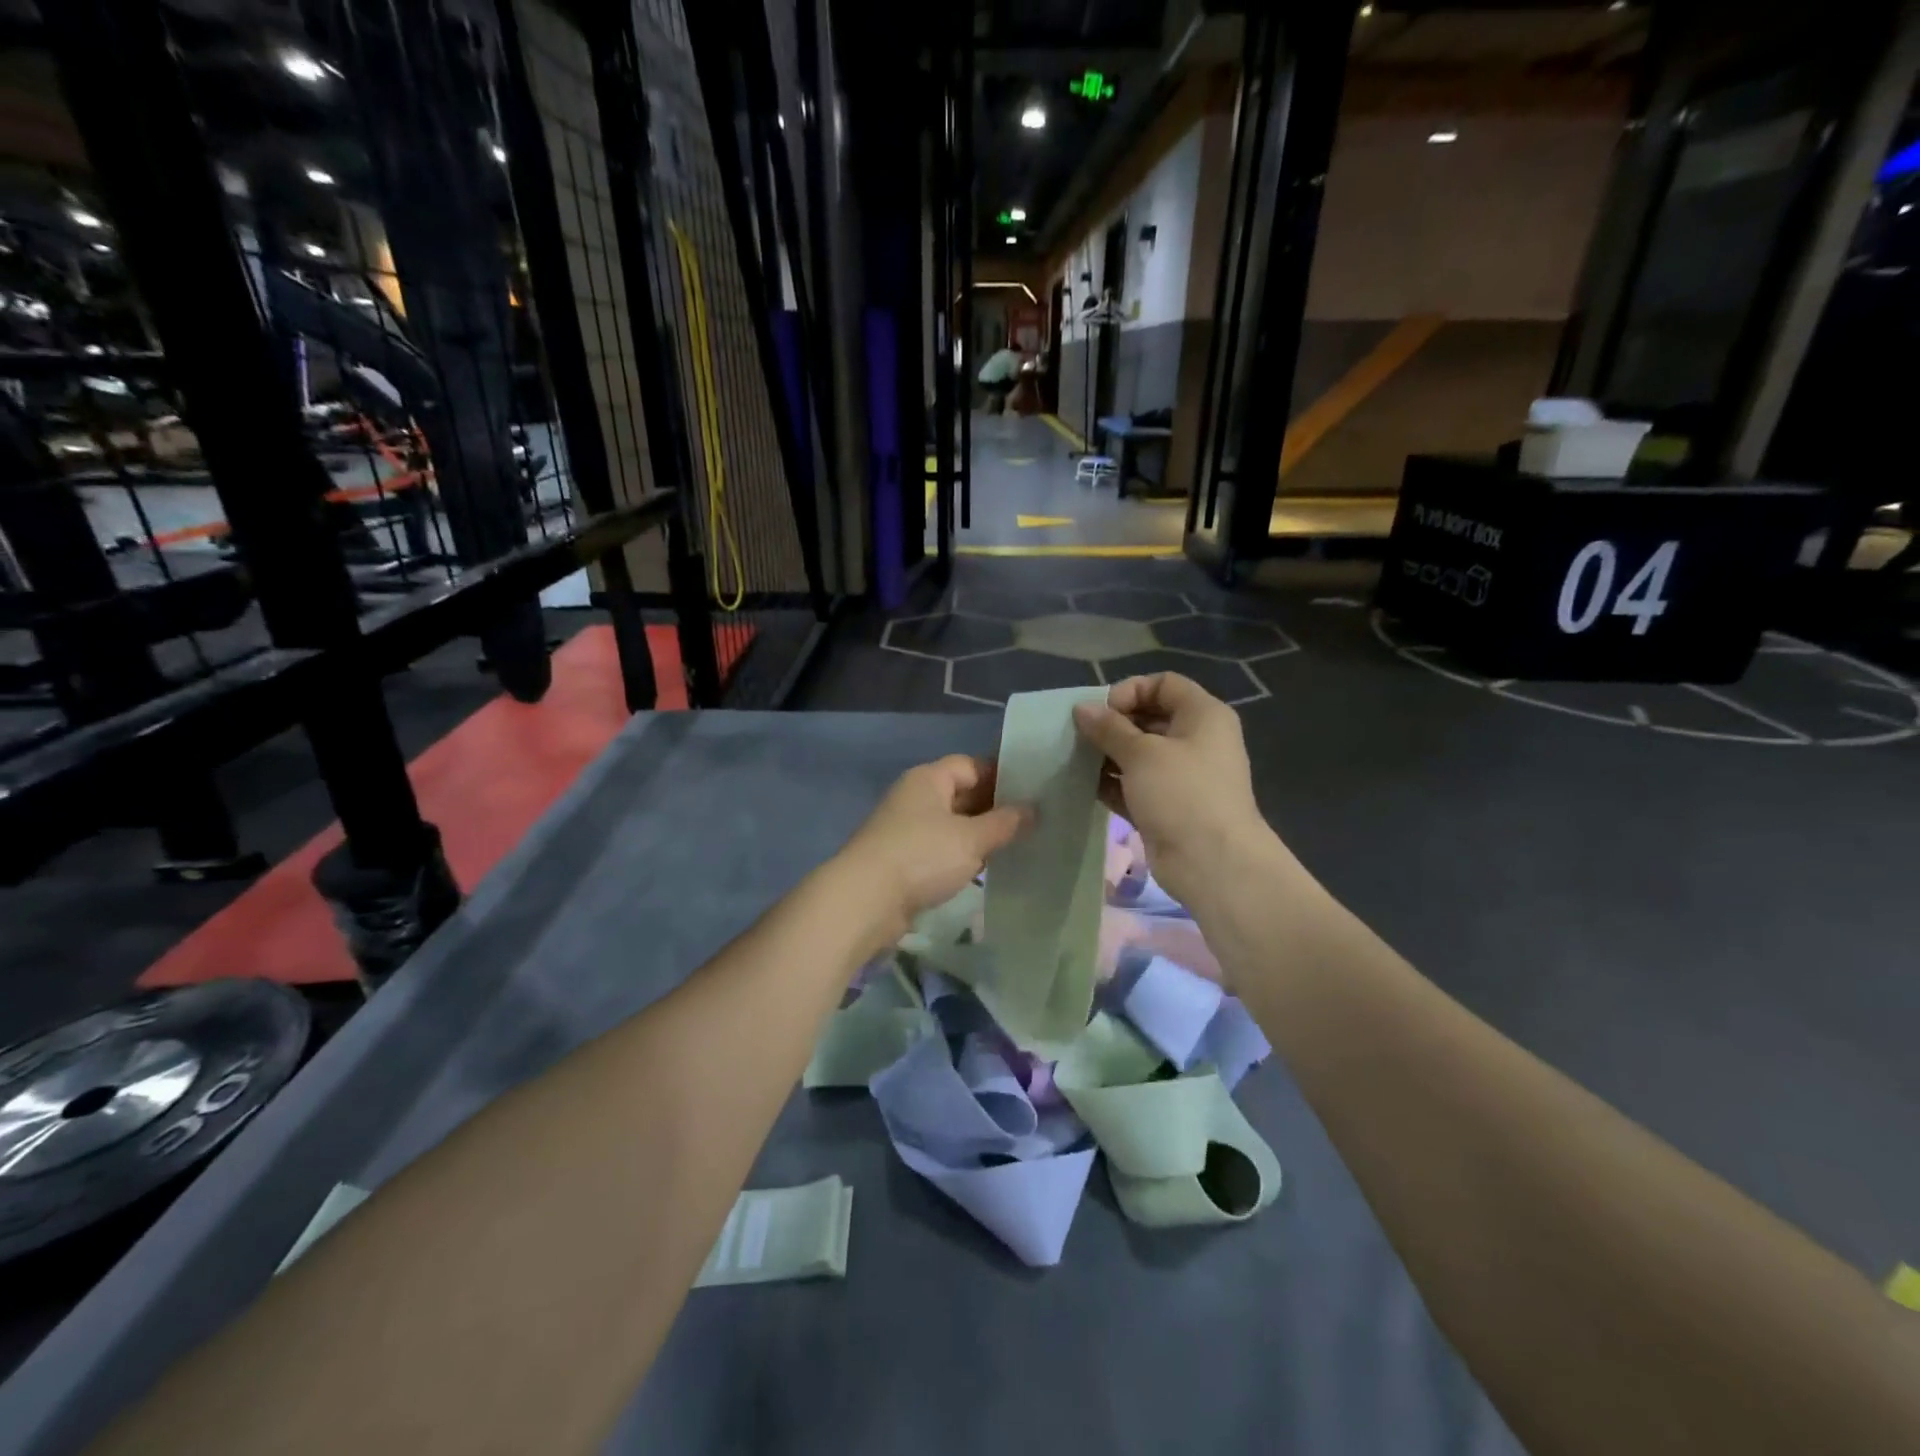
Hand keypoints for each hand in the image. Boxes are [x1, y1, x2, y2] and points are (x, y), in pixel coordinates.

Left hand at [838, 756, 1029, 942]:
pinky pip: (941, 850)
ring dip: (979, 835)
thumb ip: (1005, 822)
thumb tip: (1033, 809)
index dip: (1002, 775)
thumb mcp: (971, 838)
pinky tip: (986, 869)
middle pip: (962, 794)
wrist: (865, 902)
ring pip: (952, 824)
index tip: (1034, 792)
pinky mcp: (904, 860)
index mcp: (928, 779)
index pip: (972, 765)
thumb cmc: (921, 856)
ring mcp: (907, 829)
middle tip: (1034, 822)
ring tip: (1017, 845)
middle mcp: (915, 797)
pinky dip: (962, 856)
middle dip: (995, 807)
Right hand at [1073, 674, 1286, 912]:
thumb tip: (1082, 708)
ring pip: (1140, 754)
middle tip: (1081, 736)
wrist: (1212, 863)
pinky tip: (1086, 785)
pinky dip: (1114, 782)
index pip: (1163, 684)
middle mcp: (1196, 740)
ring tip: (1076, 759)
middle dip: (1113, 725)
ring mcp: (1183, 776)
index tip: (1102, 712)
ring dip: (1109, 755)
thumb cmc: (1182, 793)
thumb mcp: (1141, 753)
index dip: (1130, 691)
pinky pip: (1136, 784)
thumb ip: (1109, 728)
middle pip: (1150, 717)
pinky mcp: (1168, 806)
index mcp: (1203, 715)